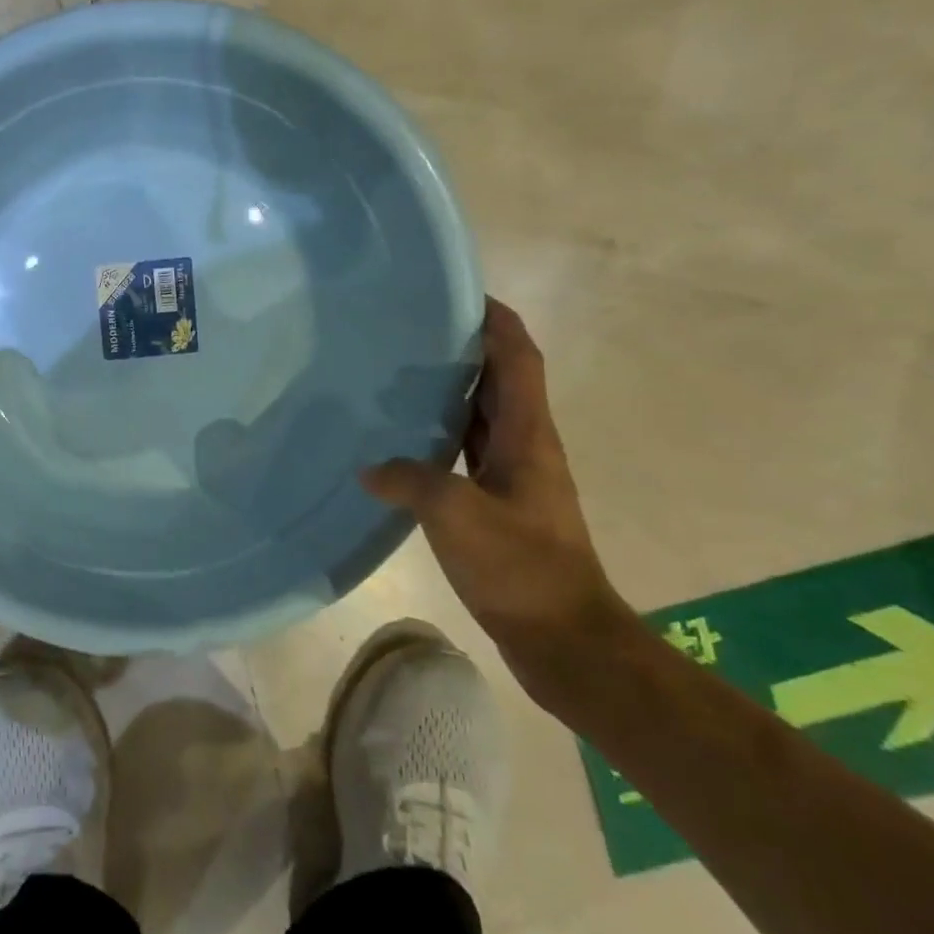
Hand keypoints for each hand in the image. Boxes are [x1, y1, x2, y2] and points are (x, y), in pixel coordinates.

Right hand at [360, 297, 631, 693]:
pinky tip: (404, 444)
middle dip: (466, 350)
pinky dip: (442, 436)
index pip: (518, 359)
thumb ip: (410, 480)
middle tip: (413, 332)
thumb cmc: (519, 568)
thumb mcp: (456, 514)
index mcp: (528, 436)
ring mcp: (515, 479)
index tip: (461, 295)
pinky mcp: (500, 507)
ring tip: (399, 377)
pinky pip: (467, 454)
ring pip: (483, 418)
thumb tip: (370, 468)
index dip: (497, 322)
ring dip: (452, 392)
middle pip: (500, 382)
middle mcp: (527, 447)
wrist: (563, 638)